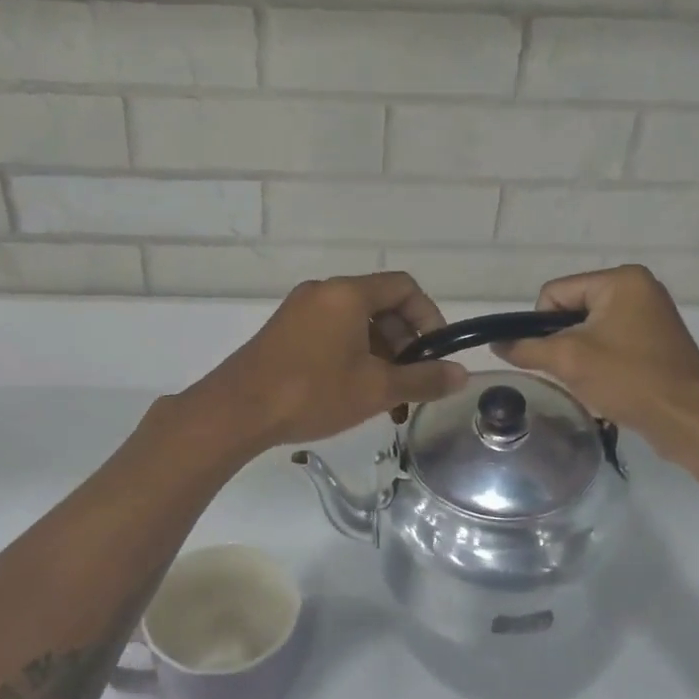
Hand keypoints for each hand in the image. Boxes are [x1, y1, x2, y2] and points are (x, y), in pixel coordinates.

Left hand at [188, 273, 467, 451]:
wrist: (236, 411)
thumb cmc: (312, 392)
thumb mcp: (376, 389)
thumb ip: (423, 379)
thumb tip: (462, 375)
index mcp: (348, 293)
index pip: (404, 286)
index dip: (429, 316)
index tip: (435, 354)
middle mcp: (323, 292)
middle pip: (380, 304)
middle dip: (404, 342)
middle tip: (410, 381)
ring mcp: (300, 310)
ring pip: (356, 322)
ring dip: (379, 353)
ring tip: (385, 396)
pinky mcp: (284, 330)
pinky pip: (331, 332)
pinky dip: (352, 354)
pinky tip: (354, 392)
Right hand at [493, 265, 698, 451]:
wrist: (690, 421)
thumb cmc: (629, 380)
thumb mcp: (569, 361)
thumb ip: (526, 348)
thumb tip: (496, 344)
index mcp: (620, 280)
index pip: (555, 292)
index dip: (541, 325)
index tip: (553, 357)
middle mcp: (638, 287)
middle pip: (572, 308)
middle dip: (563, 341)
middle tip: (570, 371)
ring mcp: (650, 313)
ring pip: (589, 327)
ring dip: (580, 353)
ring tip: (588, 380)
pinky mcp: (656, 338)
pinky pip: (610, 340)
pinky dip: (600, 360)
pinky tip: (605, 383)